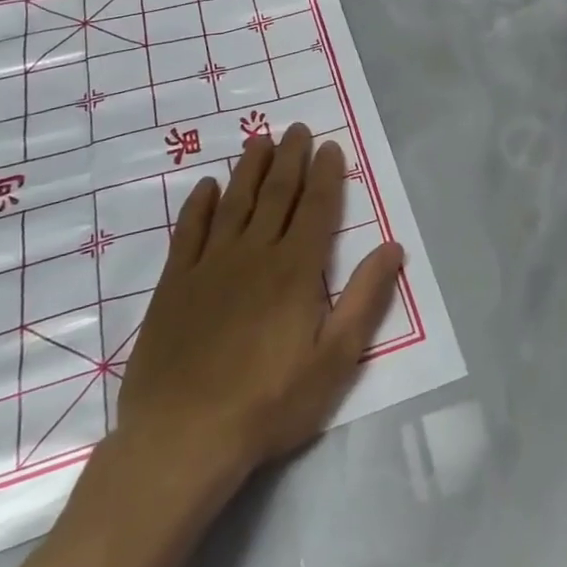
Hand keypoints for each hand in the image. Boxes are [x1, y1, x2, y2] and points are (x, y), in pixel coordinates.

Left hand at [103, 124, 405, 492]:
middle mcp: (254, 255)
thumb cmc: (269, 404)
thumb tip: (392, 247)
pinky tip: (206, 187)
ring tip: (259, 140)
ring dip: (248, 169)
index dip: (326, 175)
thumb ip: (364, 299)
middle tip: (296, 128)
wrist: (182, 438)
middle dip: (290, 158)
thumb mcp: (334, 361)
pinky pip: (189, 232)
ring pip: (234, 203)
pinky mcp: (174, 285)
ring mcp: (210, 267)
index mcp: (296, 271)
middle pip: (277, 195)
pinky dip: (199, 206)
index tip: (330, 146)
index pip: (317, 209)